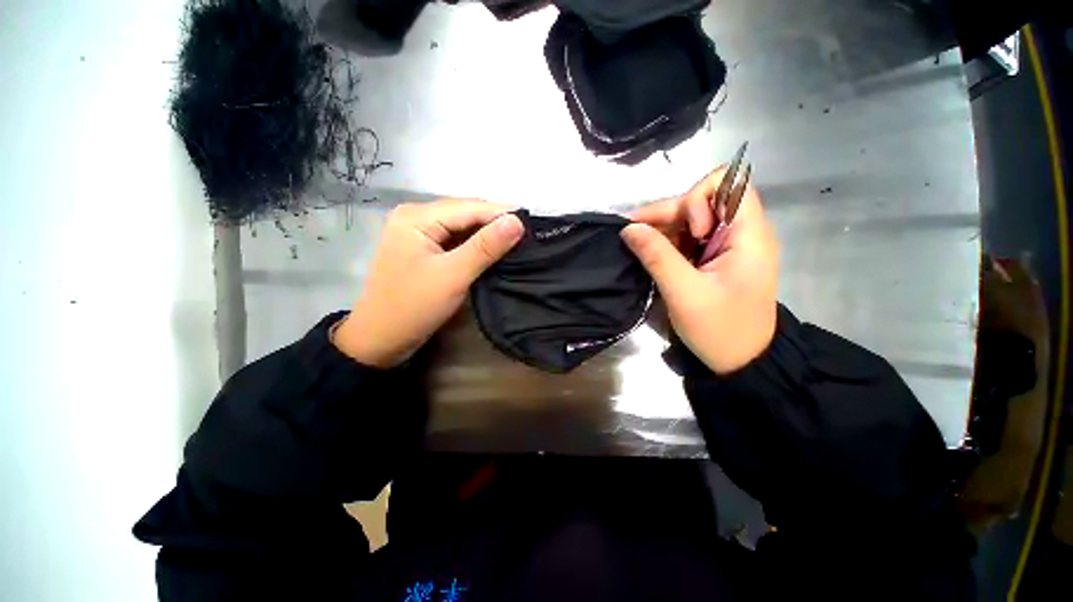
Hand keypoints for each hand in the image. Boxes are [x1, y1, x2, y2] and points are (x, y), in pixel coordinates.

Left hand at [333, 199, 523, 367]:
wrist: (381, 339)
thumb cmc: (414, 306)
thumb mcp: (453, 275)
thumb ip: (485, 247)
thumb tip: (517, 221)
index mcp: (417, 216)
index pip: (470, 207)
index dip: (503, 214)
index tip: (534, 224)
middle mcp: (417, 216)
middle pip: (466, 214)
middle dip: (496, 223)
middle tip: (529, 235)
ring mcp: (420, 233)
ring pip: (463, 227)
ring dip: (489, 235)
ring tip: (518, 242)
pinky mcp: (425, 249)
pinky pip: (457, 240)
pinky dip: (477, 246)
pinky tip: (495, 251)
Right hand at [624, 169, 778, 373]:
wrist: (741, 362)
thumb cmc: (719, 330)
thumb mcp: (683, 293)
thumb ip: (656, 257)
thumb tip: (628, 229)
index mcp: (749, 236)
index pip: (730, 185)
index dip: (700, 199)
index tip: (688, 231)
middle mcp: (742, 233)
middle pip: (705, 200)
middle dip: (670, 213)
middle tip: (637, 233)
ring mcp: (729, 246)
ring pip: (693, 219)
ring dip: (665, 228)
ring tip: (639, 245)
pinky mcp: (716, 259)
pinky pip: (689, 238)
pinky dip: (668, 242)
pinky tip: (651, 253)